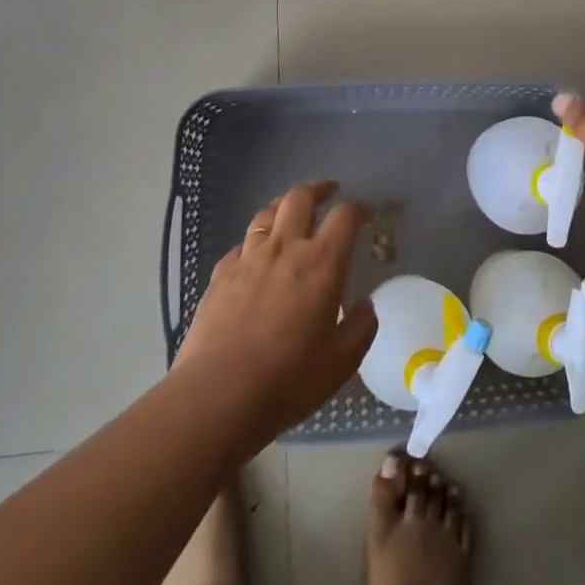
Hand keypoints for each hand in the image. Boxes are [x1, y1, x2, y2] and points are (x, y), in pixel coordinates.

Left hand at [175, 180, 378, 444]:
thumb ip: (360, 327)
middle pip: (300, 198)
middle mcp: (285, 249)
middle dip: (318, 189)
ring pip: (266, 214)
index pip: (345, 217)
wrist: (218, 395)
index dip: (359, 210)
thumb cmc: (288, 379)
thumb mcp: (342, 362)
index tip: (366, 216)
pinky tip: (256, 255)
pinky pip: (241, 245)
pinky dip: (255, 242)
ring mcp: (248, 259)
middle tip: (329, 191)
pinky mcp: (220, 275)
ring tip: (291, 212)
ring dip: (284, 206)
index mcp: (321, 263)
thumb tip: (365, 306)